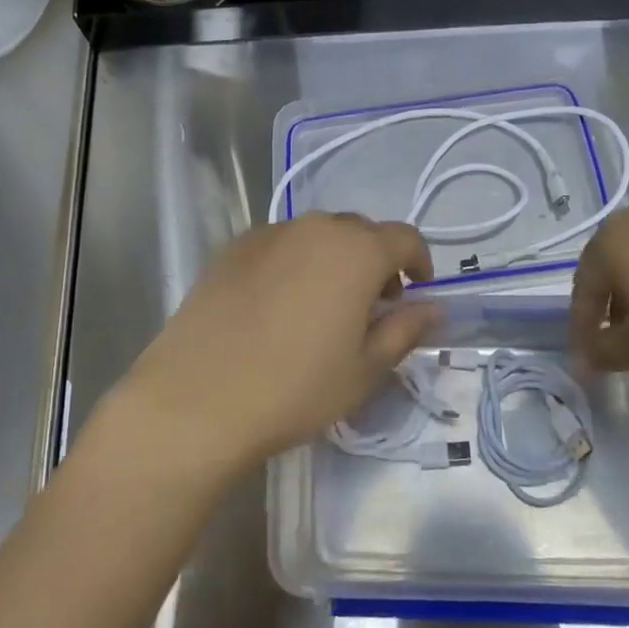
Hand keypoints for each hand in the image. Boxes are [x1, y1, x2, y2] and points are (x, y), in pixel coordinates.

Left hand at [108, 213, 439, 477]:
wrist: (196, 399)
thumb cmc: (295, 388)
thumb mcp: (365, 369)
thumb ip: (405, 330)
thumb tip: (432, 307)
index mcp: (357, 251)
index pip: (405, 238)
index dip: (420, 262)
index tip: (416, 292)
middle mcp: (315, 228)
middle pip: (361, 231)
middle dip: (376, 261)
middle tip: (372, 306)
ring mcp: (269, 234)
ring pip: (318, 235)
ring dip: (334, 259)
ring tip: (323, 305)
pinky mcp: (233, 249)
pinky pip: (280, 245)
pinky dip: (294, 262)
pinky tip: (278, 305)